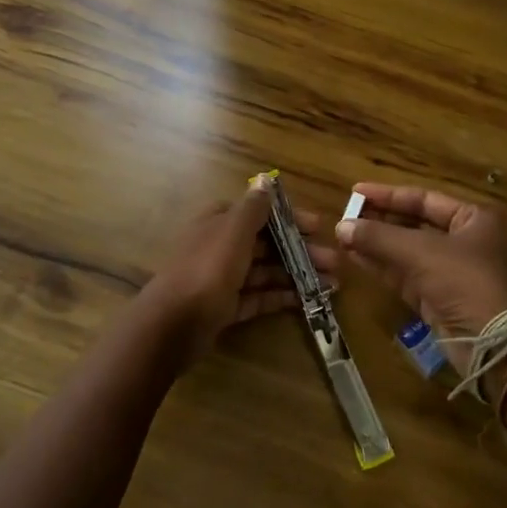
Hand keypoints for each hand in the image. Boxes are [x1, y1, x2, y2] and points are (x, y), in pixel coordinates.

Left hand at [139, 180, 335, 365]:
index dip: (289, 218)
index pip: (260, 214)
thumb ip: (252, 208)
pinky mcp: (225, 308)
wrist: (171, 326)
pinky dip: (281, 296)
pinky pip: (258, 297)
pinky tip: (308, 300)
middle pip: (267, 244)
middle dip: (301, 250)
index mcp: (219, 222)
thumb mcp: (232, 232)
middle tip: (334, 260)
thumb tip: (266, 181)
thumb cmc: (206, 270)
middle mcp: (221, 246)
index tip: (319, 226)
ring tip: (332, 283)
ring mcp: (222, 279)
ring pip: (266, 271)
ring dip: (298, 274)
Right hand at [334, 183, 506, 370]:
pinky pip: (404, 274)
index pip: (424, 198)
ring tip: (342, 235)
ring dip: (376, 244)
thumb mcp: (421, 252)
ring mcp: (451, 271)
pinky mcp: (438, 297)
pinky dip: (381, 266)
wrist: (494, 345)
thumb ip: (379, 237)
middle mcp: (464, 240)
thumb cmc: (465, 282)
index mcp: (473, 218)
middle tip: (346, 216)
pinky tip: (355, 256)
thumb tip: (340, 226)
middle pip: (414, 223)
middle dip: (379, 221)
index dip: (388, 195)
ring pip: (406, 250)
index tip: (356, 191)